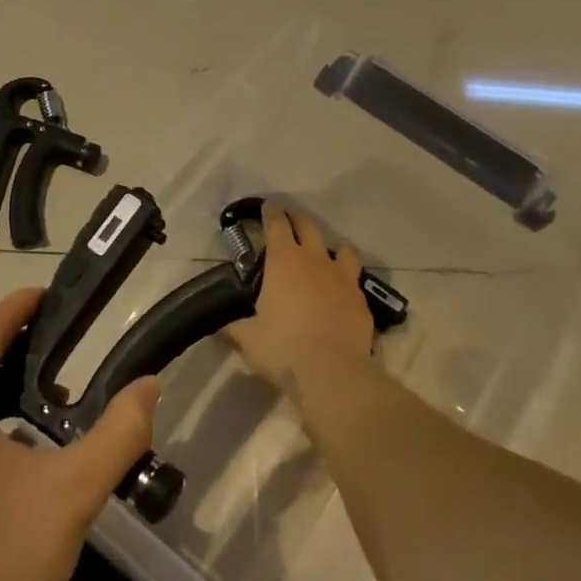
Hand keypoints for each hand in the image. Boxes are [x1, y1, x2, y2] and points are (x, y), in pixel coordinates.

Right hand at [225, 203, 374, 396]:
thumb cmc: (282, 348)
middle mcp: (315, 261)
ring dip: (331, 247)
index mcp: (284, 262)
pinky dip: (346, 279)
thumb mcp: (248, 338)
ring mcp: (343, 278)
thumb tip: (218, 326)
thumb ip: (234, 327)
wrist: (332, 372)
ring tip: (325, 255)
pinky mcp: (361, 299)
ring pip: (342, 249)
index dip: (270, 213)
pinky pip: (355, 279)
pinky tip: (340, 291)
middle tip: (290, 222)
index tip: (266, 208)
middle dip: (298, 220)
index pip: (276, 225)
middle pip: (309, 226)